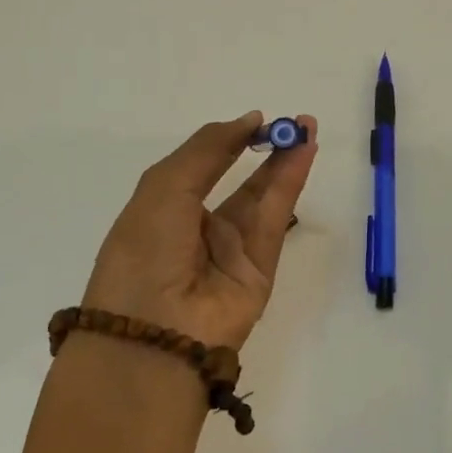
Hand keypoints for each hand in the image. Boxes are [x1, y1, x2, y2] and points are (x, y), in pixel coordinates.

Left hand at [82, 112, 317, 350]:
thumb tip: (248, 121)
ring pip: (263, 198)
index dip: (228, 143)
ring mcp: (231, 251)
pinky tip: (303, 156)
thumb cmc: (145, 251)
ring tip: (306, 129)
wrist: (155, 332)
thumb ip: (208, 150)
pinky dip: (290, 186)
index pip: (201, 169)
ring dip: (285, 163)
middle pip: (240, 183)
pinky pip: (276, 220)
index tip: (256, 120)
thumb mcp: (165, 187)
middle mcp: (198, 230)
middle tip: (293, 122)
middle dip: (265, 150)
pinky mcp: (260, 269)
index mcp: (163, 212)